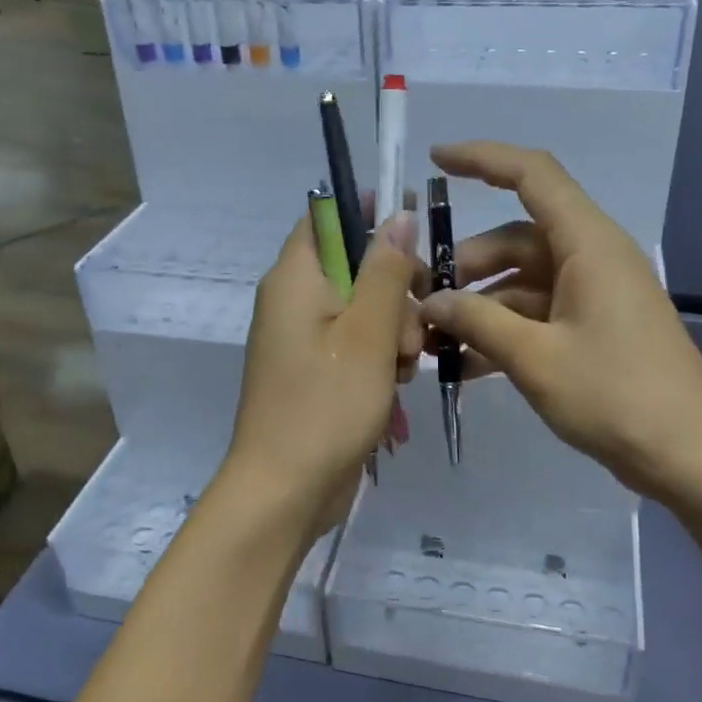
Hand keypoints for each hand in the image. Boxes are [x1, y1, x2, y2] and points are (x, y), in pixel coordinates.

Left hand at [226, 210, 420, 539]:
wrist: (286, 491)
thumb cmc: (326, 405)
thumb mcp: (368, 333)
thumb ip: (386, 271)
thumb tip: (397, 216)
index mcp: (295, 278)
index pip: (328, 216)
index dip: (370, 211)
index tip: (416, 224)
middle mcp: (293, 300)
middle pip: (353, 265)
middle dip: (395, 289)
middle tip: (413, 327)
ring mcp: (303, 338)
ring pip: (362, 307)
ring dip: (394, 329)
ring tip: (404, 367)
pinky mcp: (315, 370)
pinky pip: (355, 343)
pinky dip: (381, 356)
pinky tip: (396, 385)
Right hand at [417, 142, 701, 504]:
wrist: (688, 456)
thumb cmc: (615, 396)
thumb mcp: (535, 358)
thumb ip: (476, 321)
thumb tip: (429, 301)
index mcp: (588, 244)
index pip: (533, 175)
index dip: (483, 159)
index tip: (435, 161)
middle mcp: (592, 257)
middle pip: (516, 238)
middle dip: (466, 265)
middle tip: (422, 300)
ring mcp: (595, 294)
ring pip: (523, 280)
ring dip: (480, 305)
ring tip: (435, 340)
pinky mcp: (595, 327)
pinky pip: (538, 313)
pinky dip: (504, 330)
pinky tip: (466, 365)